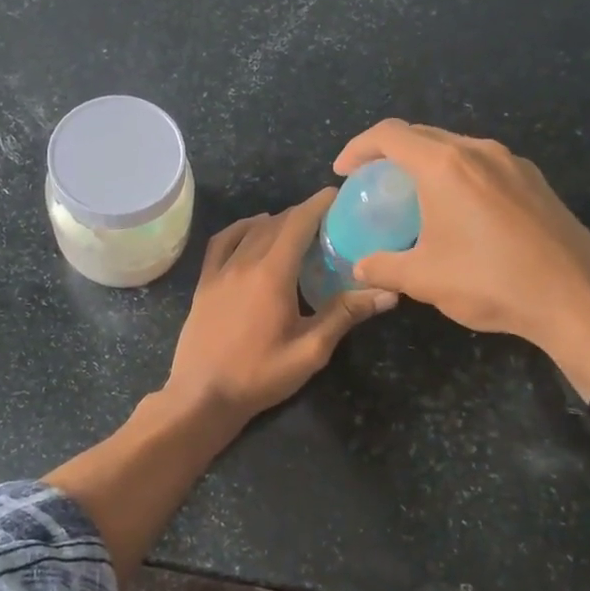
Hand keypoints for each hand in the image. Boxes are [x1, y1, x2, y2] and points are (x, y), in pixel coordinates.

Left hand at [165, 189, 397, 420]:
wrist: (202, 395)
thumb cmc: (259, 375)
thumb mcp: (310, 350)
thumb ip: (345, 315)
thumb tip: (387, 292)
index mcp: (272, 273)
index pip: (298, 223)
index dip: (318, 204)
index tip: (338, 195)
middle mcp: (244, 262)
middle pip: (276, 224)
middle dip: (302, 215)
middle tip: (328, 221)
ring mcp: (220, 271)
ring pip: (250, 231)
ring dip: (275, 222)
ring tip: (296, 228)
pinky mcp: (204, 283)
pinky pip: (222, 242)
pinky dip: (241, 229)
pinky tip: (251, 231)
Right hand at [333, 120, 589, 389]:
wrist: (578, 301)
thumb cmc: (491, 282)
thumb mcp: (423, 279)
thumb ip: (382, 267)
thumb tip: (359, 267)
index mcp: (445, 165)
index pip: (389, 135)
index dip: (358, 148)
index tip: (343, 173)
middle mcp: (479, 152)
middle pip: (422, 135)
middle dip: (389, 153)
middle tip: (372, 182)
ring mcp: (513, 164)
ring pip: (456, 148)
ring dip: (425, 163)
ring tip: (412, 195)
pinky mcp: (535, 182)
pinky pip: (483, 164)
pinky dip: (456, 175)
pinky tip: (457, 210)